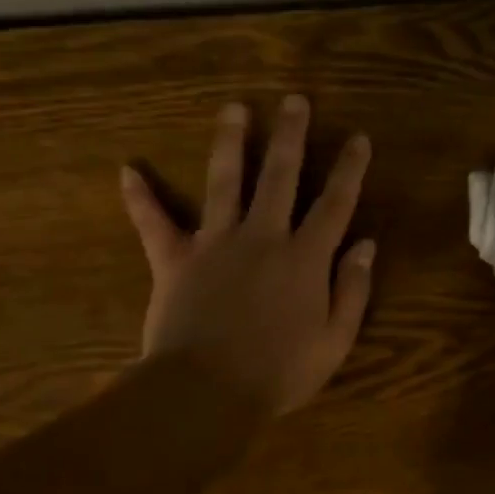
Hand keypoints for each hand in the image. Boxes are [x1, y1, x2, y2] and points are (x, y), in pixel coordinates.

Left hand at [121, 96, 374, 416]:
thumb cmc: (280, 373)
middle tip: (294, 100)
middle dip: (290, 135)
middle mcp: (263, 237)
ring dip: (230, 143)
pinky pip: (155, 224)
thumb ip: (353, 289)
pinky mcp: (174, 261)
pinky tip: (128, 170)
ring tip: (234, 108)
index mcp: (306, 258)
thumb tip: (366, 245)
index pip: (335, 203)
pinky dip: (140, 199)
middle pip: (280, 176)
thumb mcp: (335, 340)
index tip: (359, 138)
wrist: (206, 392)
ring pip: (224, 182)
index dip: (350, 169)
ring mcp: (216, 244)